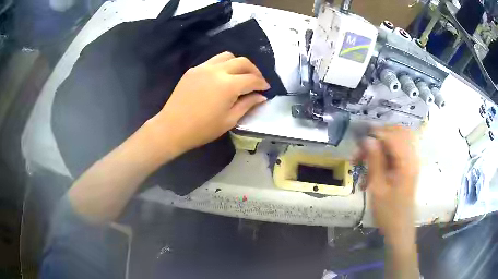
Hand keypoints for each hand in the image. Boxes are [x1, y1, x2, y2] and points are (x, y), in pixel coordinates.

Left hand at [147, 52, 269, 157]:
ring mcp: (203, 67)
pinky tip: (222, 77)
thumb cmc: (202, 129)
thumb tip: (261, 96)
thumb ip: (247, 105)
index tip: (266, 89)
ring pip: (227, 56)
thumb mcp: (229, 120)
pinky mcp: (193, 69)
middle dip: (254, 70)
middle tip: (256, 81)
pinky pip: (213, 61)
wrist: (172, 127)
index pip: (252, 79)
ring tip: (240, 75)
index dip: (262, 83)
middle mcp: (217, 70)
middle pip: (242, 61)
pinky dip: (223, 65)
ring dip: (238, 63)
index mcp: (228, 85)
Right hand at [357, 127, 418, 249]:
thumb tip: (367, 139)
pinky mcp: (409, 167)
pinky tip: (375, 166)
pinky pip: (398, 150)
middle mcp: (412, 157)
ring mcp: (412, 162)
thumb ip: (374, 161)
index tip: (359, 142)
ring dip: (381, 144)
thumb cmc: (388, 212)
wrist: (400, 229)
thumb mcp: (378, 188)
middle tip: (363, 150)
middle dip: (379, 136)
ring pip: (398, 140)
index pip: (392, 135)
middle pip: (398, 132)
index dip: (375, 134)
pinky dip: (386, 153)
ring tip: (366, 159)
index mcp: (406, 162)